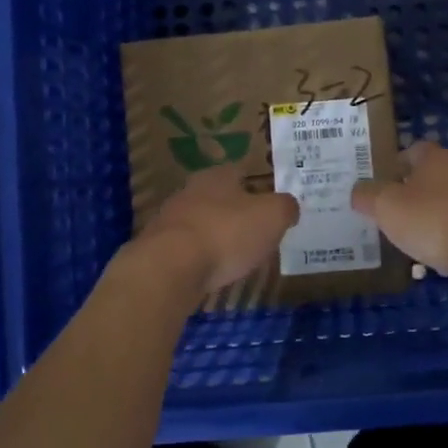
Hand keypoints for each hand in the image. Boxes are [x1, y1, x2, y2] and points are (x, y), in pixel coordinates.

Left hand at [141, 165, 299, 293]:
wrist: (169, 267)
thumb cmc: (227, 233)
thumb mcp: (273, 217)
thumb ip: (286, 208)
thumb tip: (289, 206)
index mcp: (218, 176)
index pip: (241, 174)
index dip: (258, 189)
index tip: (271, 208)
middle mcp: (190, 191)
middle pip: (219, 198)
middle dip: (236, 214)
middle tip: (256, 233)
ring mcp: (170, 220)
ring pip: (201, 224)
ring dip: (216, 237)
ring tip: (235, 257)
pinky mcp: (157, 249)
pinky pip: (187, 250)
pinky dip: (200, 259)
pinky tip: (210, 273)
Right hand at [351, 140, 447, 279]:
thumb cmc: (436, 220)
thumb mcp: (388, 209)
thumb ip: (369, 197)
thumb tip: (358, 191)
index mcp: (435, 158)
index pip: (413, 151)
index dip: (396, 166)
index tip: (383, 186)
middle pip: (435, 176)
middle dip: (418, 194)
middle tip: (398, 216)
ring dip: (439, 217)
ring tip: (421, 242)